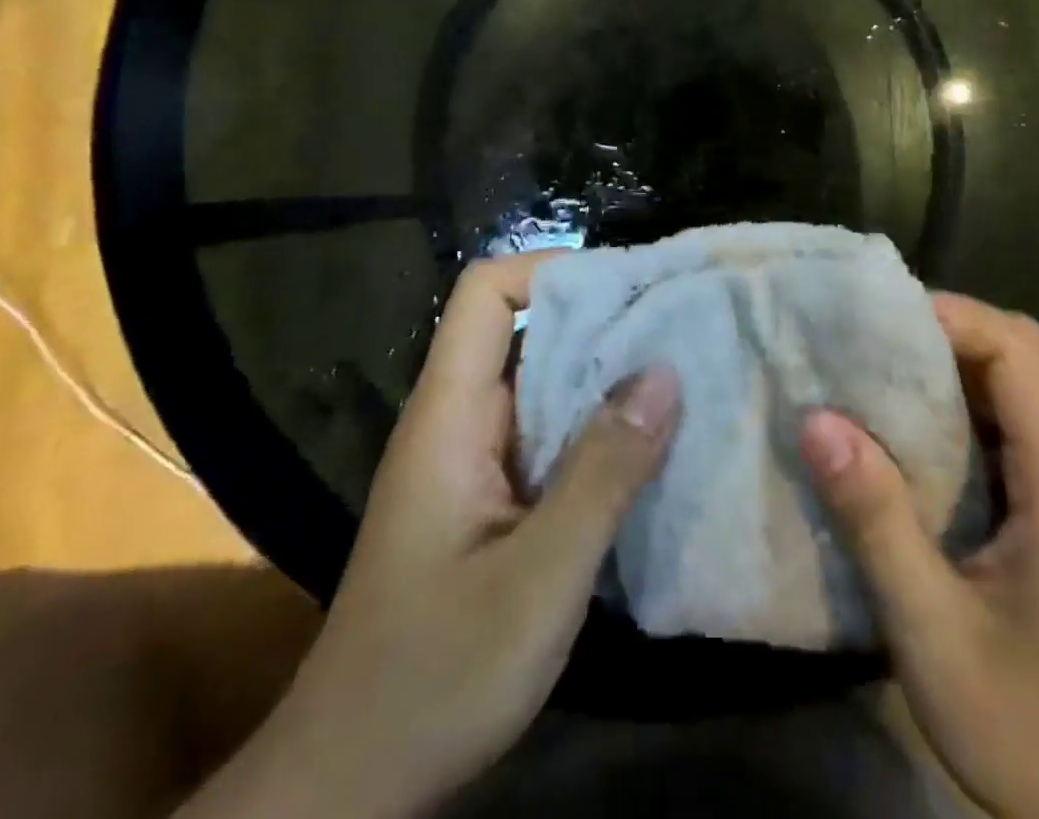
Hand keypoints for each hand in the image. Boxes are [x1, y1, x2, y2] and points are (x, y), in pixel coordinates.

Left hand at [186, 254, 680, 818]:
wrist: (354, 783)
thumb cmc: (435, 677)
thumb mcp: (536, 580)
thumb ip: (602, 475)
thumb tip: (664, 372)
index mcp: (450, 413)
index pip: (486, 293)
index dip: (552, 271)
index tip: (627, 288)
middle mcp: (460, 419)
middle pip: (525, 329)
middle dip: (601, 320)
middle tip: (680, 326)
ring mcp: (475, 459)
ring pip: (544, 383)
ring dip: (607, 376)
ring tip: (684, 374)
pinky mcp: (492, 497)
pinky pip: (551, 434)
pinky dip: (599, 428)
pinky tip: (652, 447)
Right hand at [797, 293, 1038, 818]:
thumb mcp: (935, 633)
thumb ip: (876, 520)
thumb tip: (815, 419)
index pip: (1018, 346)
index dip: (947, 315)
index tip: (872, 321)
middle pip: (1014, 359)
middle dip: (931, 341)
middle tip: (851, 349)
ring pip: (1011, 394)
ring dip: (939, 380)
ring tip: (863, 385)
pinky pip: (1012, 435)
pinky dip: (955, 421)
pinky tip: (905, 447)